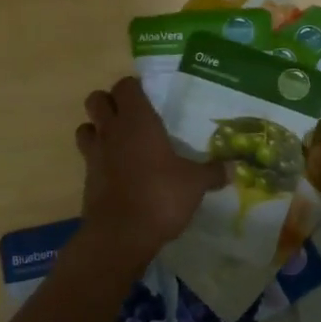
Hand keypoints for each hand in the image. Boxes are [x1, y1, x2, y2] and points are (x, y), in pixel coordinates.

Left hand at [75, 77, 223, 269]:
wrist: (120, 235)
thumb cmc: (160, 196)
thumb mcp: (194, 184)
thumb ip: (212, 173)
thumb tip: (235, 168)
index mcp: (138, 121)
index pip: (125, 86)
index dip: (134, 88)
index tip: (148, 97)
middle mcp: (112, 130)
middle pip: (96, 99)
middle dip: (109, 102)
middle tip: (130, 116)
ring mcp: (95, 154)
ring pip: (85, 126)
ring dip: (96, 128)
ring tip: (117, 140)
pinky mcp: (86, 179)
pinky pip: (87, 157)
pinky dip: (97, 158)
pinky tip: (116, 171)